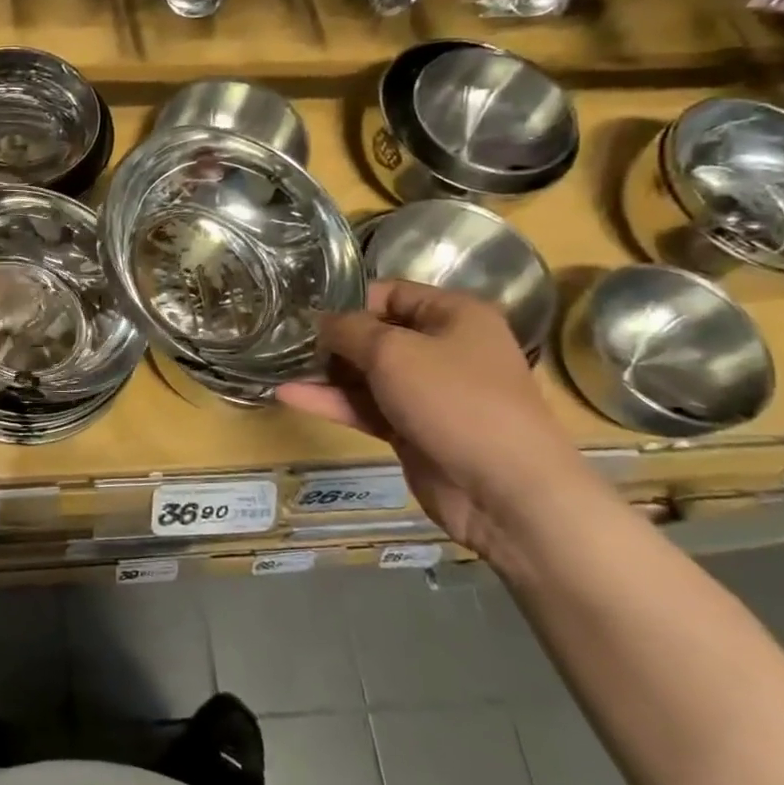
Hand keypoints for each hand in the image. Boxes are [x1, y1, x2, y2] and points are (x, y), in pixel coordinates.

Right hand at [276, 281, 596, 553]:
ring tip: (278, 367)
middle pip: (376, 334)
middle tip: (285, 341)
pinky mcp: (413, 429)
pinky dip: (332, 402)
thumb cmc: (454, 401)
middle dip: (333, 339)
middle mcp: (444, 349)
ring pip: (368, 374)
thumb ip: (348, 330)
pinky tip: (289, 396)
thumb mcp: (393, 351)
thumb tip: (320, 322)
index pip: (391, 293)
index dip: (349, 301)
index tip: (306, 313)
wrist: (505, 491)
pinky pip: (366, 407)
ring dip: (326, 373)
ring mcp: (429, 393)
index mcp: (455, 316)